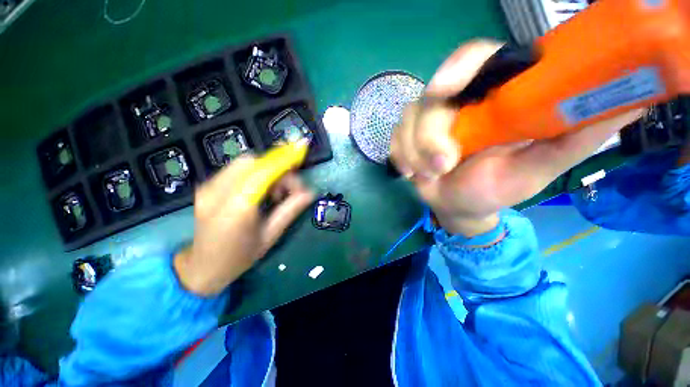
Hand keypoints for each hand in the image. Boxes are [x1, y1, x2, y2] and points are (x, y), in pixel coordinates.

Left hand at [174, 144, 313, 295]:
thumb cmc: (239, 257)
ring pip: (244, 163)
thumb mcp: (270, 236)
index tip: (302, 149)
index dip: (283, 159)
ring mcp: (208, 187)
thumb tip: (310, 193)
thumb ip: (290, 210)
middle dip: (276, 168)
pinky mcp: (206, 186)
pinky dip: (254, 173)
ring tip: (273, 194)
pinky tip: (259, 192)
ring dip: (265, 171)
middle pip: (253, 162)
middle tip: (286, 190)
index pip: (263, 173)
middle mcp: (218, 192)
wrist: (201, 268)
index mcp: (236, 209)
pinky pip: (236, 170)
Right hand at [391, 40, 642, 235]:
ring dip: (414, 153)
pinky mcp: (406, 137)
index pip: (472, 59)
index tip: (444, 92)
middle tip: (441, 165)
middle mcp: (456, 102)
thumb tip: (630, 101)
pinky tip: (411, 172)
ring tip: (428, 176)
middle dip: (428, 134)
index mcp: (492, 97)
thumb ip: (576, 135)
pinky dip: (400, 156)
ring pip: (406, 120)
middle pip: (429, 97)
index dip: (456, 68)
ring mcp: (426, 120)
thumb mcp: (542, 165)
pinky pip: (394, 139)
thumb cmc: (498, 188)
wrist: (461, 206)